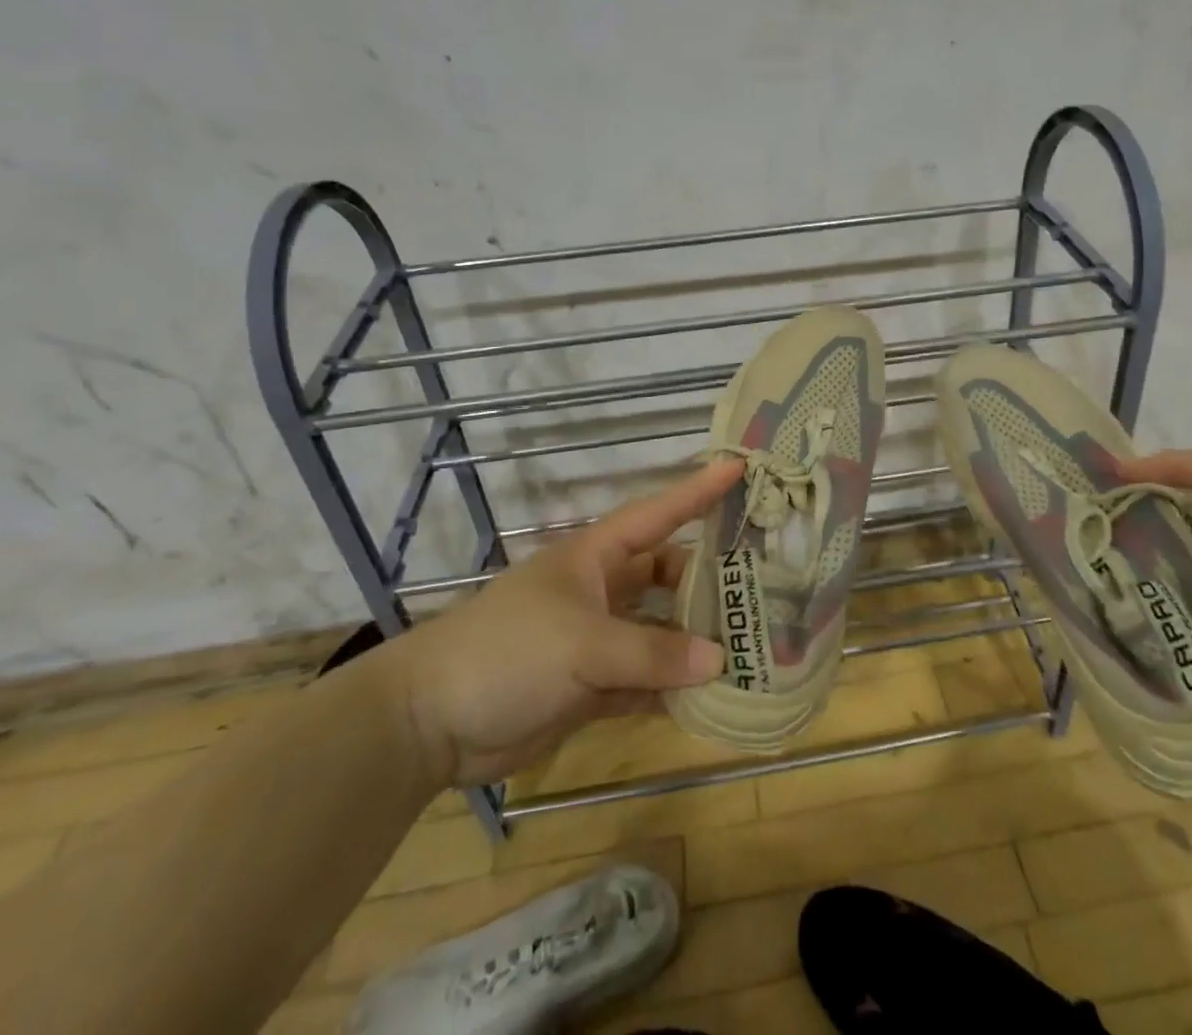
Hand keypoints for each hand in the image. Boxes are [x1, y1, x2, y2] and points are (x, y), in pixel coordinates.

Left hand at [379, 460, 738, 786]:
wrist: (429, 723)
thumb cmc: (508, 652)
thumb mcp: (583, 645)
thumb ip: (652, 655)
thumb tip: (719, 662)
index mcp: (596, 557)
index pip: (658, 514)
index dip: (698, 491)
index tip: (740, 467)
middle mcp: (602, 590)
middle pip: (667, 574)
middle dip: (708, 578)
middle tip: (763, 582)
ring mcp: (597, 639)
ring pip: (660, 630)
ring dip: (695, 639)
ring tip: (750, 643)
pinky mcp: (591, 685)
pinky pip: (645, 680)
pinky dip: (672, 687)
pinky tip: (711, 695)